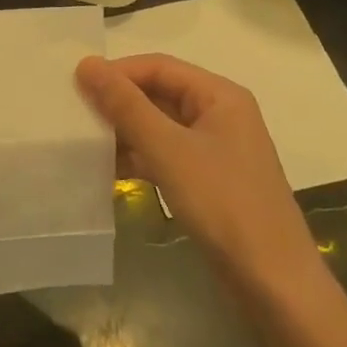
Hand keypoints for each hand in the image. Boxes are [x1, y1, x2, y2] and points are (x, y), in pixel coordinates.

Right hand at [76, 53, 322, 289]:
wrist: (273, 282)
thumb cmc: (224, 204)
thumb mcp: (169, 150)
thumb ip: (126, 105)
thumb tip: (86, 64)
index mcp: (219, 95)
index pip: (158, 67)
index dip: (117, 73)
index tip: (75, 86)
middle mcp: (219, 114)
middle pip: (158, 94)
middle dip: (118, 103)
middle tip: (73, 114)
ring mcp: (214, 149)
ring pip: (159, 126)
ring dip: (124, 132)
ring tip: (82, 143)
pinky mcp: (207, 179)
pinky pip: (164, 155)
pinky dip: (137, 158)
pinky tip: (107, 170)